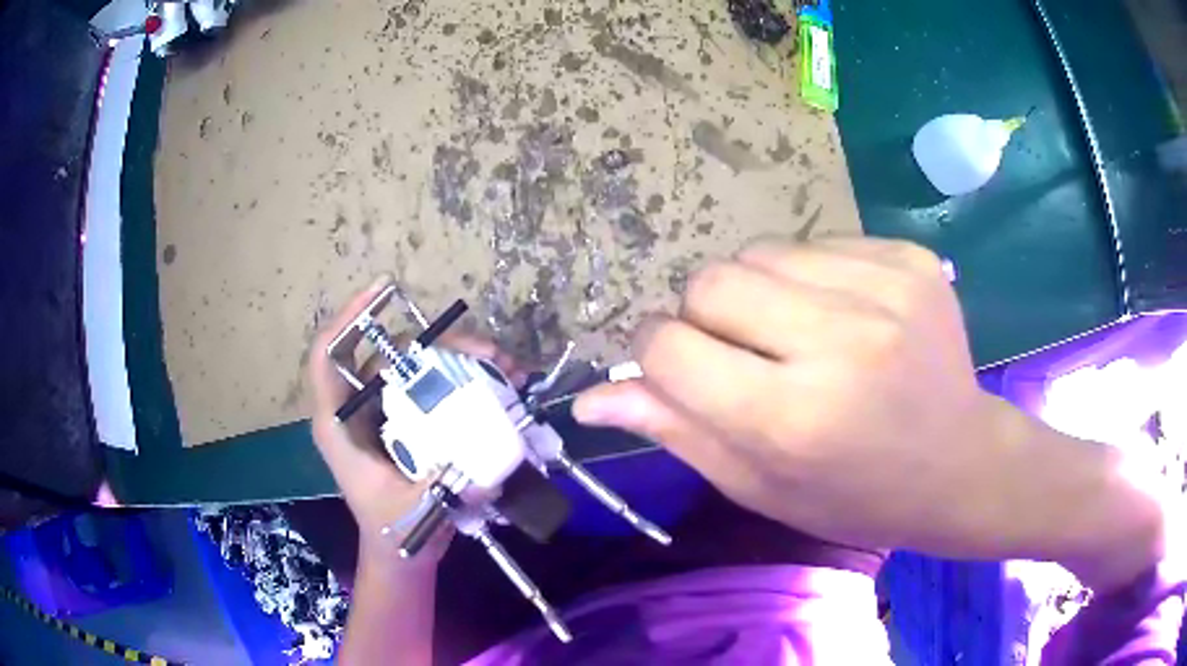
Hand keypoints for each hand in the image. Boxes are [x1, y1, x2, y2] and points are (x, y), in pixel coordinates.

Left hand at [307, 275, 522, 565]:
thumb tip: (481, 474)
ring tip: (503, 366)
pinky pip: (436, 387)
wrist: (404, 553)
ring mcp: (388, 414)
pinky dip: (468, 379)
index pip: (328, 357)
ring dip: (460, 358)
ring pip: (416, 366)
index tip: (383, 291)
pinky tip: (502, 384)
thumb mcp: (411, 513)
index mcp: (339, 424)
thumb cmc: (395, 533)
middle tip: (485, 351)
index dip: (349, 317)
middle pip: (387, 353)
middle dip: (434, 342)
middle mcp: (360, 409)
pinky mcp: (413, 422)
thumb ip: (438, 493)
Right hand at [574, 238, 1064, 555]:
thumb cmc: (854, 494)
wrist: (959, 464)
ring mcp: (883, 289)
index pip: (668, 347)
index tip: (679, 368)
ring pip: (759, 253)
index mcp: (792, 419)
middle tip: (746, 356)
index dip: (656, 354)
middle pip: (710, 282)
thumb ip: (676, 431)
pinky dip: (810, 277)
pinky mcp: (909, 258)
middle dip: (705, 317)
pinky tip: (844, 316)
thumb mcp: (759, 485)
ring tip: (796, 335)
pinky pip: (816, 243)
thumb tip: (591, 397)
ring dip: (756, 291)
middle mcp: (839, 343)